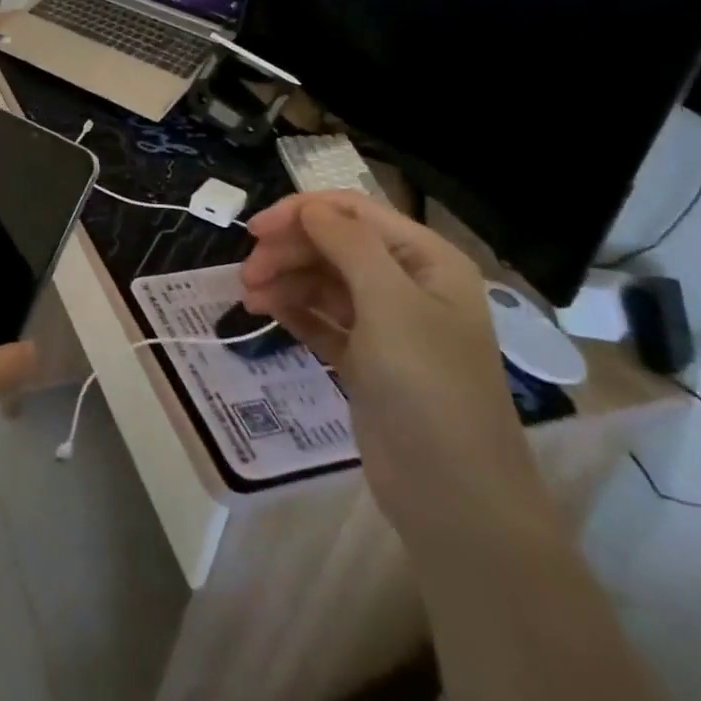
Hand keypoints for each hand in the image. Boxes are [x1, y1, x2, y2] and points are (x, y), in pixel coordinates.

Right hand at [239, 193, 545, 546]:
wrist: (453, 494)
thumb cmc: (428, 386)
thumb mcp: (390, 304)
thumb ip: (348, 244)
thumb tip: (309, 207)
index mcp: (426, 260)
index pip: (354, 213)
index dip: (301, 213)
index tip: (254, 231)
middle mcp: (408, 284)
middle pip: (335, 245)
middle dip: (288, 252)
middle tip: (246, 276)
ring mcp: (386, 324)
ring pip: (323, 282)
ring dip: (285, 282)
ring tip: (250, 300)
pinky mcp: (366, 359)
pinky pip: (322, 320)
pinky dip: (294, 312)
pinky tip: (267, 314)